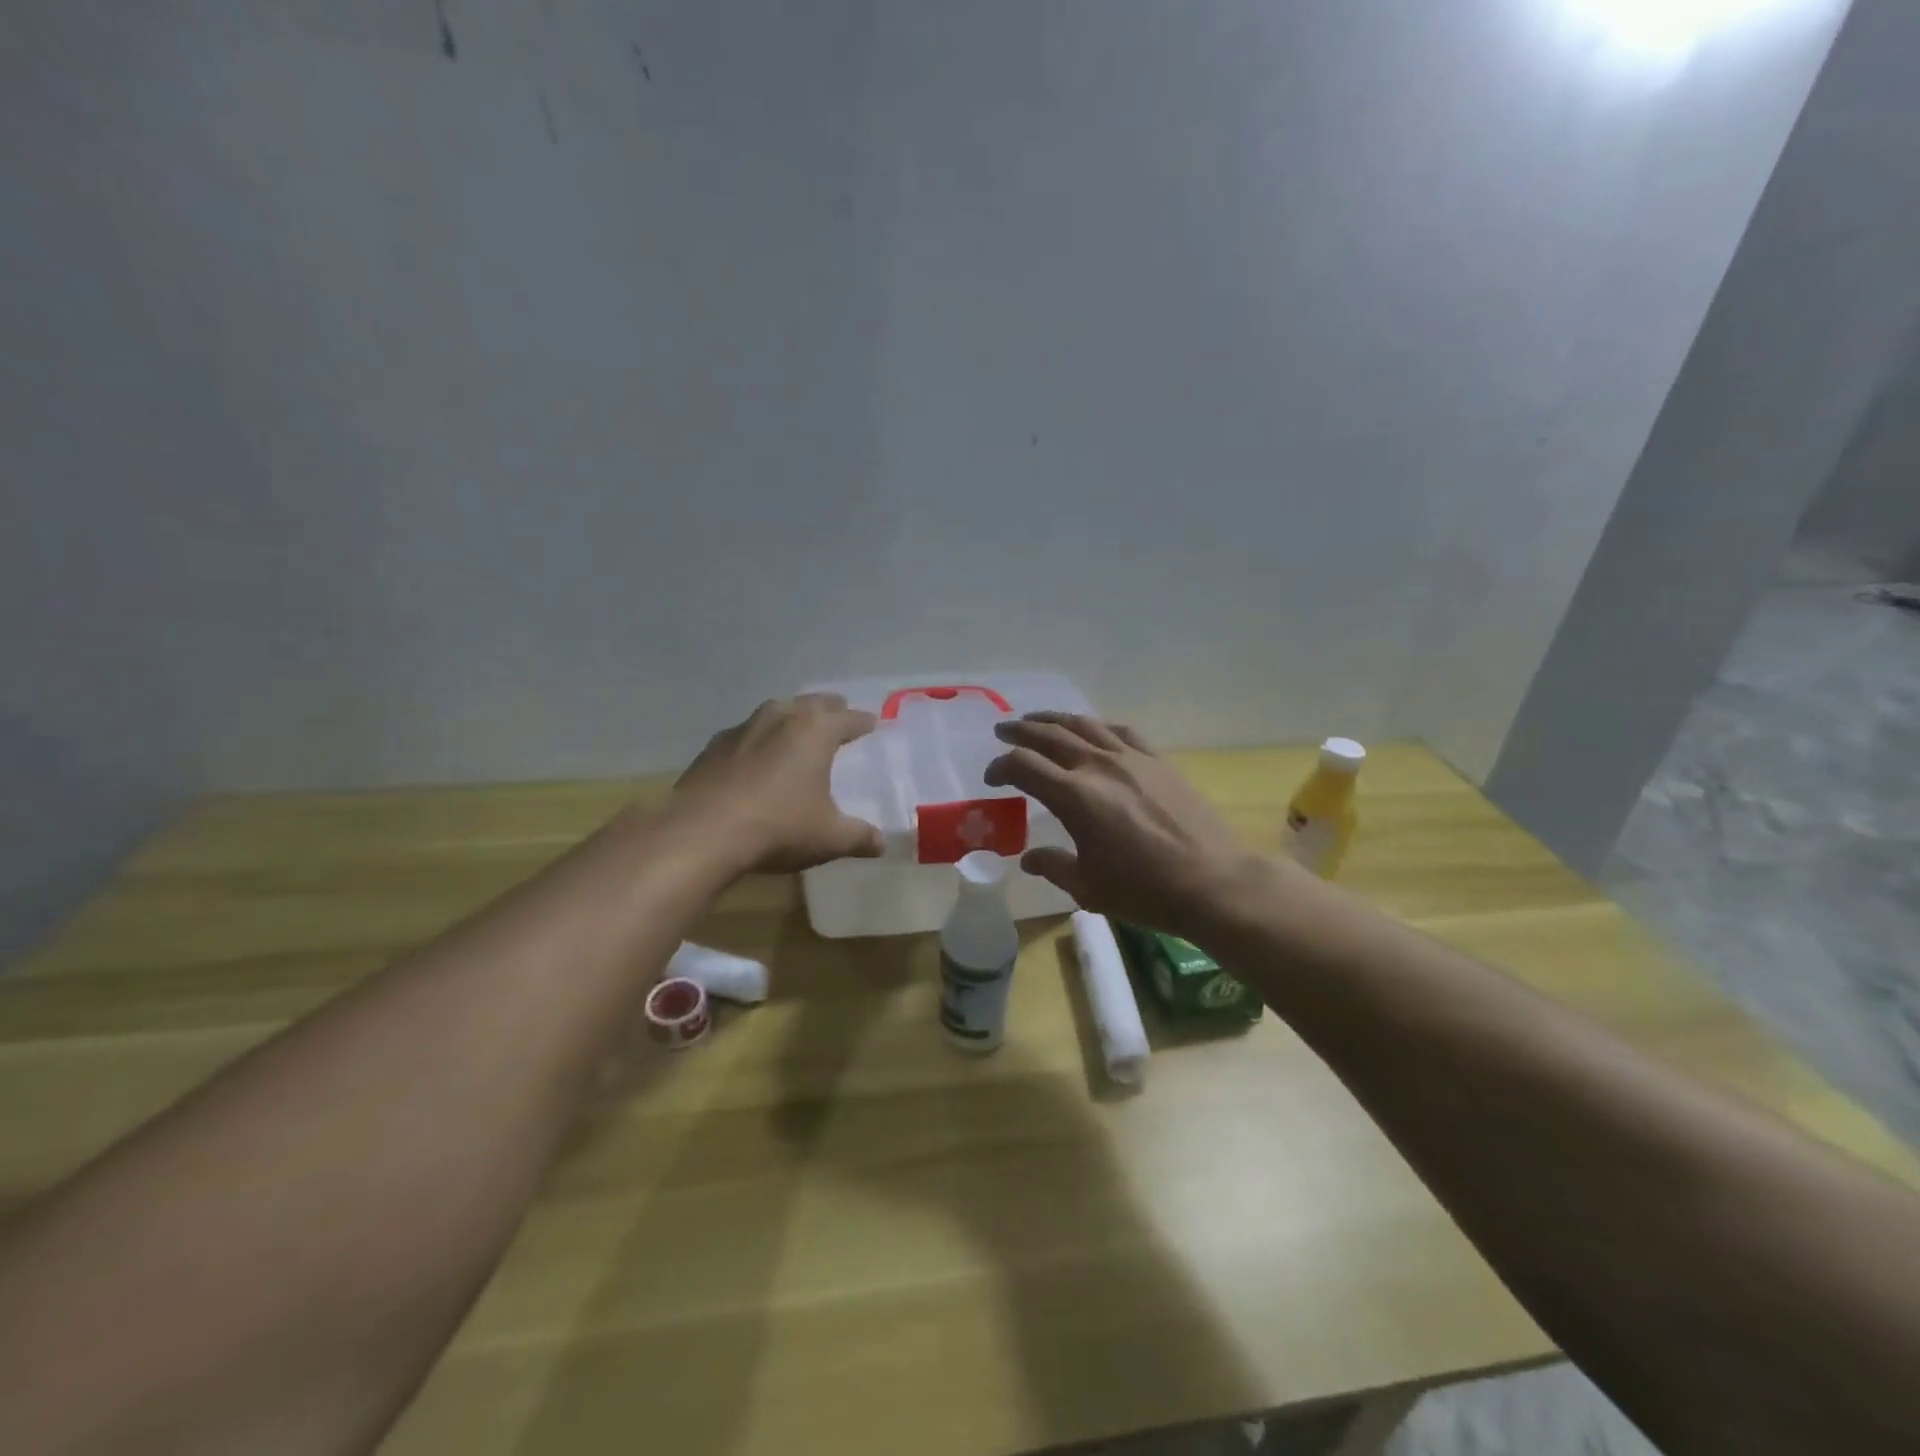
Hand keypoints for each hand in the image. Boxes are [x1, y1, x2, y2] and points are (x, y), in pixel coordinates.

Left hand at [672, 695, 883, 873]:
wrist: (701, 833)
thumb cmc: (778, 828)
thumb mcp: (829, 838)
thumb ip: (859, 837)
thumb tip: (881, 844)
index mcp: (815, 731)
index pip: (848, 718)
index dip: (863, 722)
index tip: (872, 723)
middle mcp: (780, 718)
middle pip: (812, 703)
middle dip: (830, 709)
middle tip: (839, 715)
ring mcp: (743, 729)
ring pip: (776, 712)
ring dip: (792, 718)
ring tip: (799, 731)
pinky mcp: (713, 747)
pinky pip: (746, 734)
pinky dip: (759, 740)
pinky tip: (756, 758)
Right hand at [984, 713, 1270, 936]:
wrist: (1213, 882)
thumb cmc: (1145, 891)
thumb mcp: (1088, 887)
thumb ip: (1053, 866)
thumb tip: (1028, 858)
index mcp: (1075, 797)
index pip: (1023, 766)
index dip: (1000, 767)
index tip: (992, 779)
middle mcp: (1098, 767)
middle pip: (1049, 736)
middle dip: (1020, 731)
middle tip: (1002, 730)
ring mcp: (1131, 759)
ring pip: (1084, 725)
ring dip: (1054, 719)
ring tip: (1037, 720)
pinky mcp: (1158, 761)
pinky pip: (1120, 732)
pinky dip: (1097, 727)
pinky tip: (1092, 730)